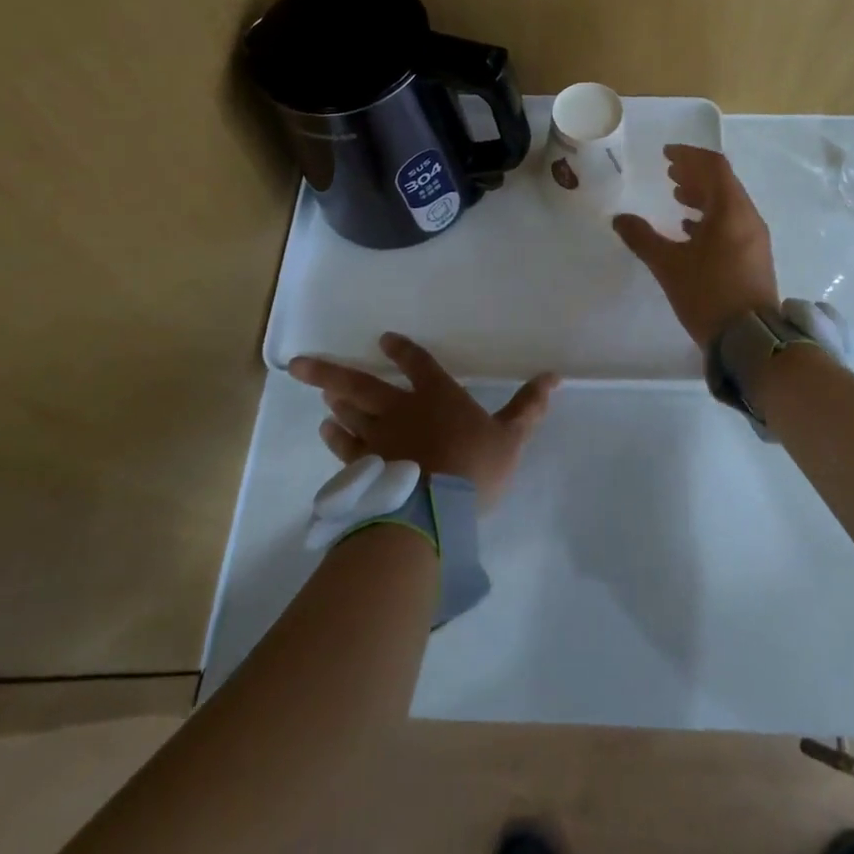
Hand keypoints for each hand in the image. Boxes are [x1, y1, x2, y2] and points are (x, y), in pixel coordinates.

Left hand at [289, 334, 558, 508]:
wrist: (432, 512)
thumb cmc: (474, 468)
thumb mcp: (511, 437)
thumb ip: (528, 407)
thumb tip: (554, 375)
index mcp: (437, 396)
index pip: (418, 364)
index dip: (402, 351)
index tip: (385, 341)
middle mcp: (401, 410)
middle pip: (361, 385)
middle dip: (330, 371)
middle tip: (299, 363)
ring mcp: (377, 439)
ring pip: (349, 414)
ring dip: (335, 401)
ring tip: (323, 391)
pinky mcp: (364, 468)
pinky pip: (345, 446)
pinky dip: (335, 436)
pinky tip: (327, 431)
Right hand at [612, 144, 779, 347]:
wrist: (750, 340)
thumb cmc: (708, 294)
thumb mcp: (668, 265)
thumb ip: (642, 238)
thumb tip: (619, 219)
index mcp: (731, 211)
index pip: (714, 167)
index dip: (689, 155)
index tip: (666, 154)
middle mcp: (748, 218)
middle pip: (723, 183)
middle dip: (695, 173)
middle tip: (669, 171)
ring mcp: (755, 239)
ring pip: (728, 204)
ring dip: (703, 195)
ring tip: (677, 196)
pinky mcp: (754, 257)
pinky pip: (732, 223)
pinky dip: (710, 217)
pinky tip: (690, 229)